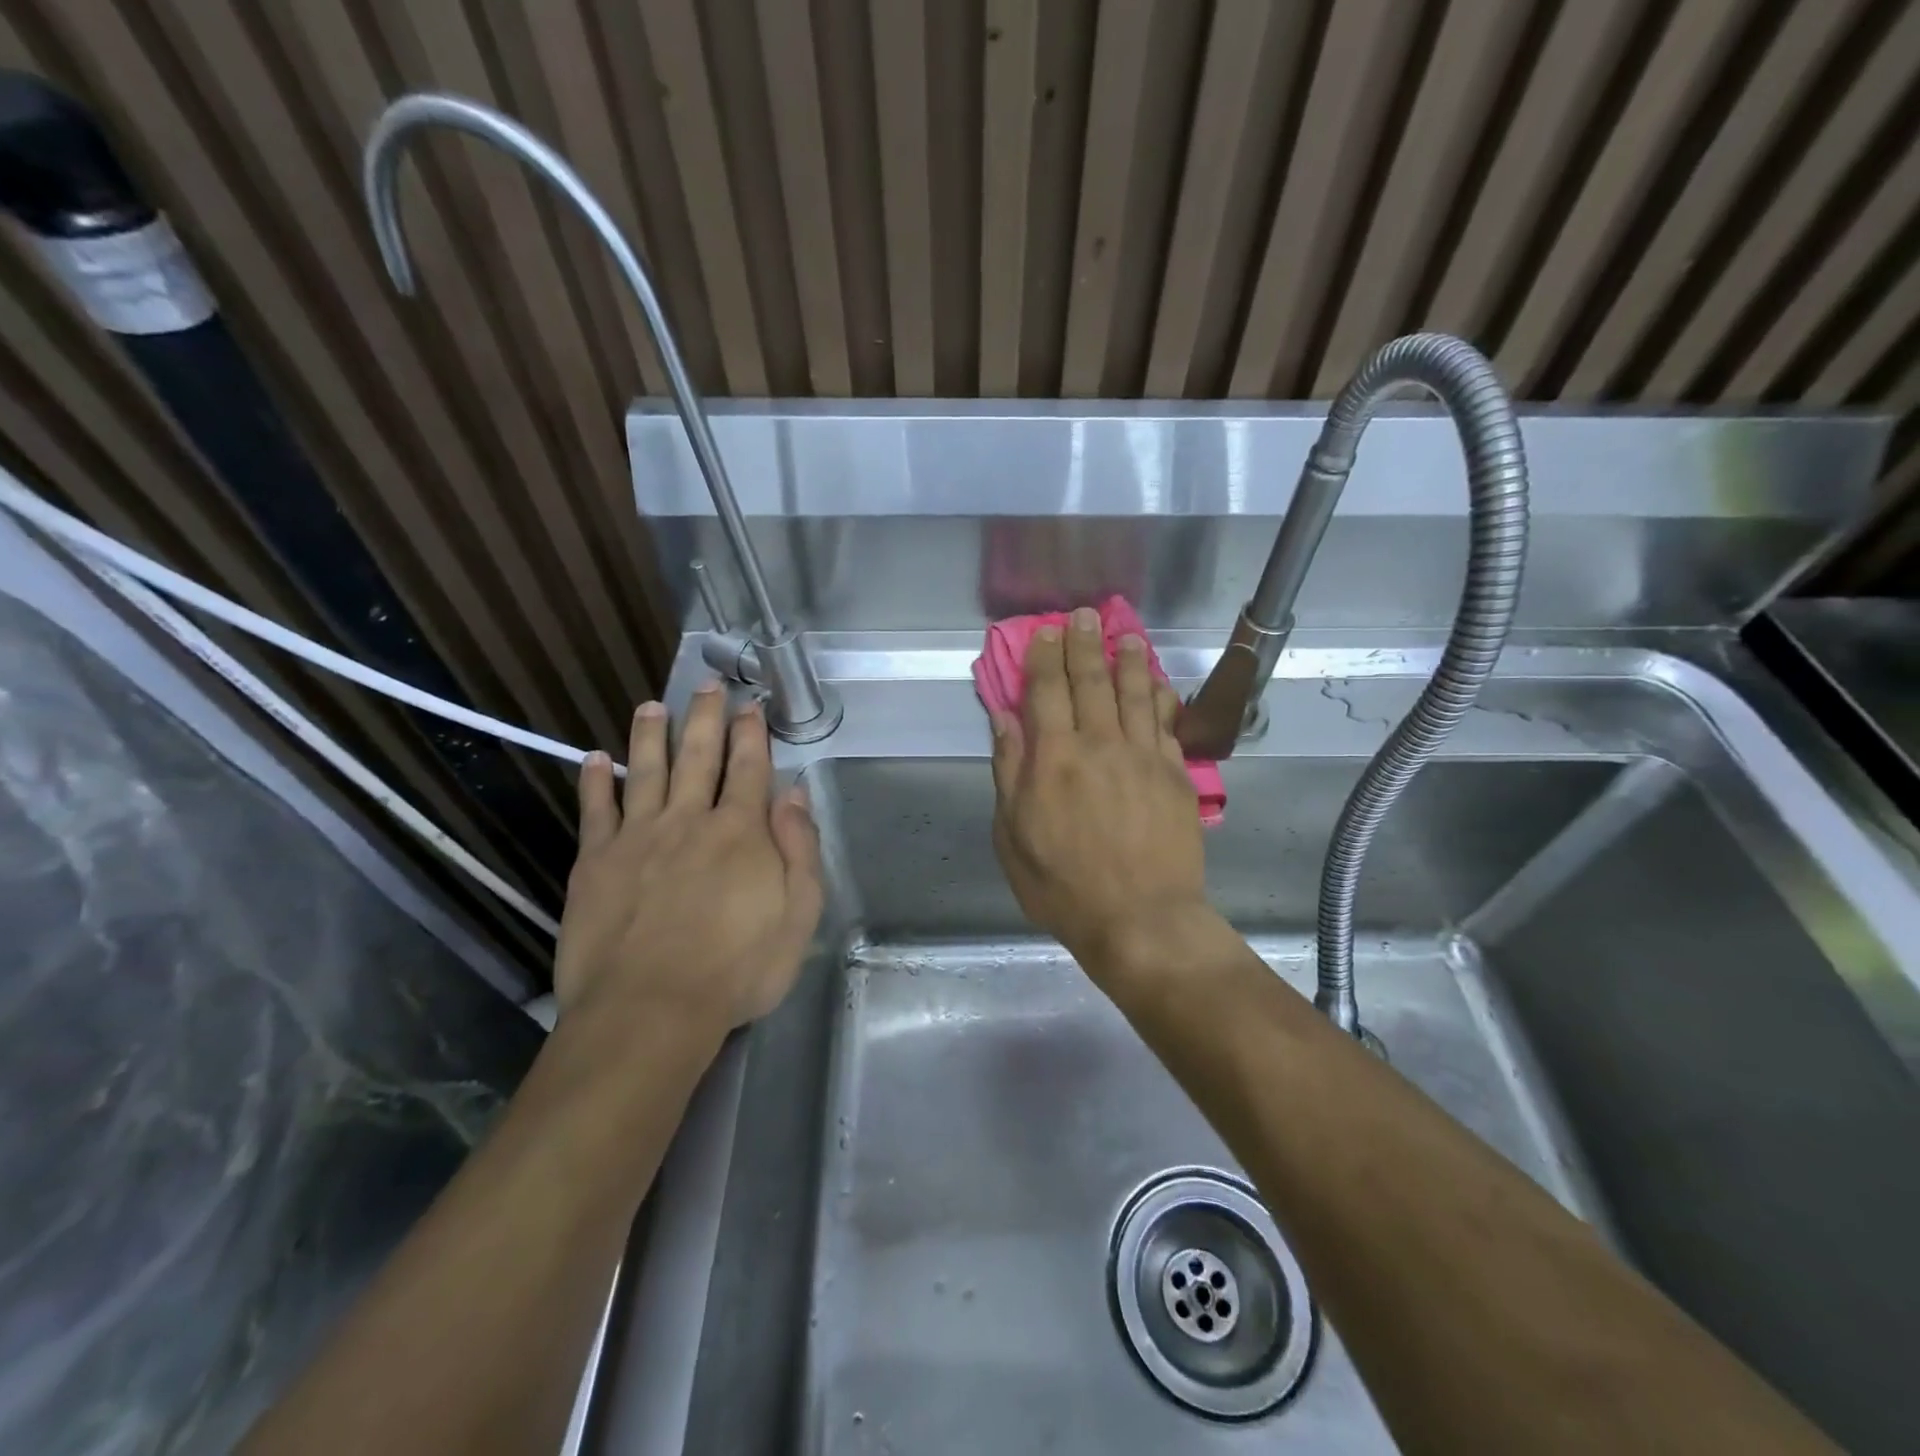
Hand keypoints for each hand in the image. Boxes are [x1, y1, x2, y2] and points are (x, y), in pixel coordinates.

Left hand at [555, 682, 822, 1036]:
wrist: (649, 1011)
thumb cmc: (737, 969)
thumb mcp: (799, 914)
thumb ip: (799, 849)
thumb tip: (796, 793)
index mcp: (741, 832)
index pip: (749, 768)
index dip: (752, 733)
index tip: (751, 705)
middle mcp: (689, 820)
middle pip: (698, 756)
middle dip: (705, 717)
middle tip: (707, 684)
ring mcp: (638, 837)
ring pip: (645, 770)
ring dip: (650, 734)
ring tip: (652, 705)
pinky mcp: (596, 862)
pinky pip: (596, 810)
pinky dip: (596, 781)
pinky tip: (594, 759)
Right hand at [989, 607, 1211, 984]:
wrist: (1140, 919)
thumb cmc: (1063, 885)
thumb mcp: (1013, 835)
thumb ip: (1009, 770)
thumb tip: (1004, 719)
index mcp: (1054, 759)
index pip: (1046, 691)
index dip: (1045, 657)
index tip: (1045, 632)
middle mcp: (1099, 745)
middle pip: (1091, 682)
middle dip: (1084, 645)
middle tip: (1083, 616)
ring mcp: (1142, 757)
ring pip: (1134, 694)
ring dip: (1127, 660)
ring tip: (1124, 635)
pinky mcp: (1174, 774)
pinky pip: (1165, 723)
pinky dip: (1159, 697)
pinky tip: (1156, 682)